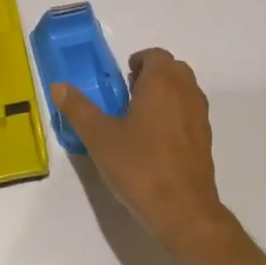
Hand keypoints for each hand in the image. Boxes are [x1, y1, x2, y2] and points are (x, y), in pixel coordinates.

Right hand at [51, 49, 231, 251]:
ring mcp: (200, 116)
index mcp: (163, 83)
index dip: (138, 62)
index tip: (121, 78)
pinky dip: (174, 116)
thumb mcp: (99, 137)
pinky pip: (189, 114)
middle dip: (152, 76)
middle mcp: (187, 92)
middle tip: (127, 95)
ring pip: (184, 92)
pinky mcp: (205, 140)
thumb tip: (59, 86)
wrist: (182, 209)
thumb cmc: (139, 166)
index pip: (155, 56)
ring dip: (164, 95)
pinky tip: (154, 143)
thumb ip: (78, 108)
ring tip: (138, 119)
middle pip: (173, 70)